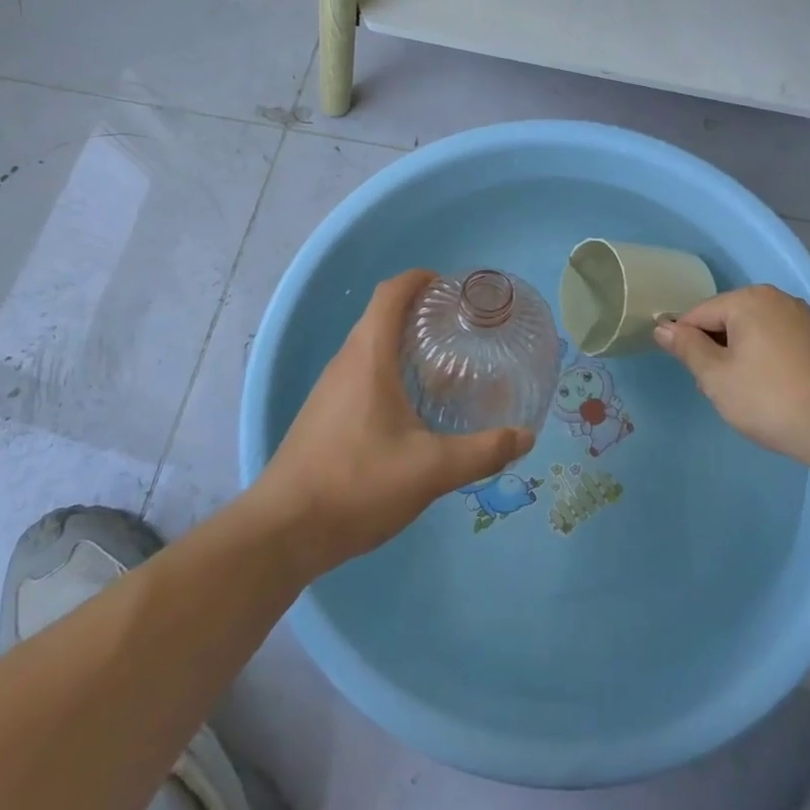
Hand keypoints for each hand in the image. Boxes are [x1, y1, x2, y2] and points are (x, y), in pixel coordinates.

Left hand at [257, 270, 535, 573]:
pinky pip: (359, 373)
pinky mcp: (323, 414)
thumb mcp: (431, 470)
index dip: (419, 279)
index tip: (450, 287)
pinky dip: (388, 370)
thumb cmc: (358, 483)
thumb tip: (525, 437)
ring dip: (402, 342)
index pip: (390, 293)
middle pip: (380, 316)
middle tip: (458, 327)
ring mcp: (329, 389)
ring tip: (442, 365)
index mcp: (368, 356)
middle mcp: (345, 362)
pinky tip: (410, 407)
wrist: (283, 531)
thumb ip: (482, 451)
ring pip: (369, 347)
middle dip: (418, 311)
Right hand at [653, 284, 809, 458]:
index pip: (700, 314)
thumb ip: (687, 348)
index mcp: (748, 299)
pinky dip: (766, 360)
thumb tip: (662, 326)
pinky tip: (770, 390)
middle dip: (716, 350)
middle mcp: (777, 299)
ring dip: (740, 357)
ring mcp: (803, 318)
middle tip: (718, 389)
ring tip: (744, 394)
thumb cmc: (768, 398)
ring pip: (753, 332)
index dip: (686, 342)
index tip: (691, 374)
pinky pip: (778, 342)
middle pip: (728, 320)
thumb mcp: (716, 376)